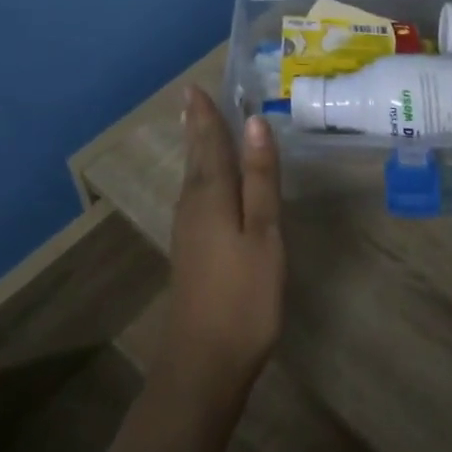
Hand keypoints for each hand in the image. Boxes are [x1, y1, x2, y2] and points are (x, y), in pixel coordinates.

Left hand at [163, 88, 284, 408]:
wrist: (204, 364)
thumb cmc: (243, 296)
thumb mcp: (263, 233)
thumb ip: (261, 179)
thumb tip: (255, 124)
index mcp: (211, 195)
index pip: (209, 142)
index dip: (206, 115)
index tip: (195, 87)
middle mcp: (192, 205)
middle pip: (196, 156)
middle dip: (197, 126)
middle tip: (193, 98)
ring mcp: (188, 231)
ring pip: (193, 176)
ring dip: (197, 148)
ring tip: (199, 125)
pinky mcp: (191, 251)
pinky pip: (195, 195)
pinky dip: (201, 174)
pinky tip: (207, 181)